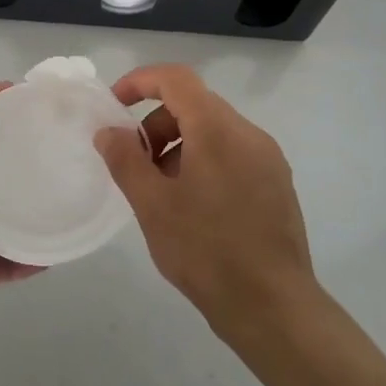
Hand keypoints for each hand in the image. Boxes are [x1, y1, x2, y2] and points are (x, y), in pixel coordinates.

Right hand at [95, 65, 318, 335]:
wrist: (273, 307)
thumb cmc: (206, 251)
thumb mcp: (152, 205)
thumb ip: (125, 160)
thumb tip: (109, 131)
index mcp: (218, 129)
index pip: (176, 78)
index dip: (140, 82)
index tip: (114, 105)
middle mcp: (248, 133)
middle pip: (194, 105)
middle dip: (157, 125)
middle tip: (135, 166)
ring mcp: (268, 158)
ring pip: (213, 131)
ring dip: (179, 146)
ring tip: (162, 193)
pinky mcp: (277, 183)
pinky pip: (232, 154)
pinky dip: (203, 162)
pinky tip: (192, 207)